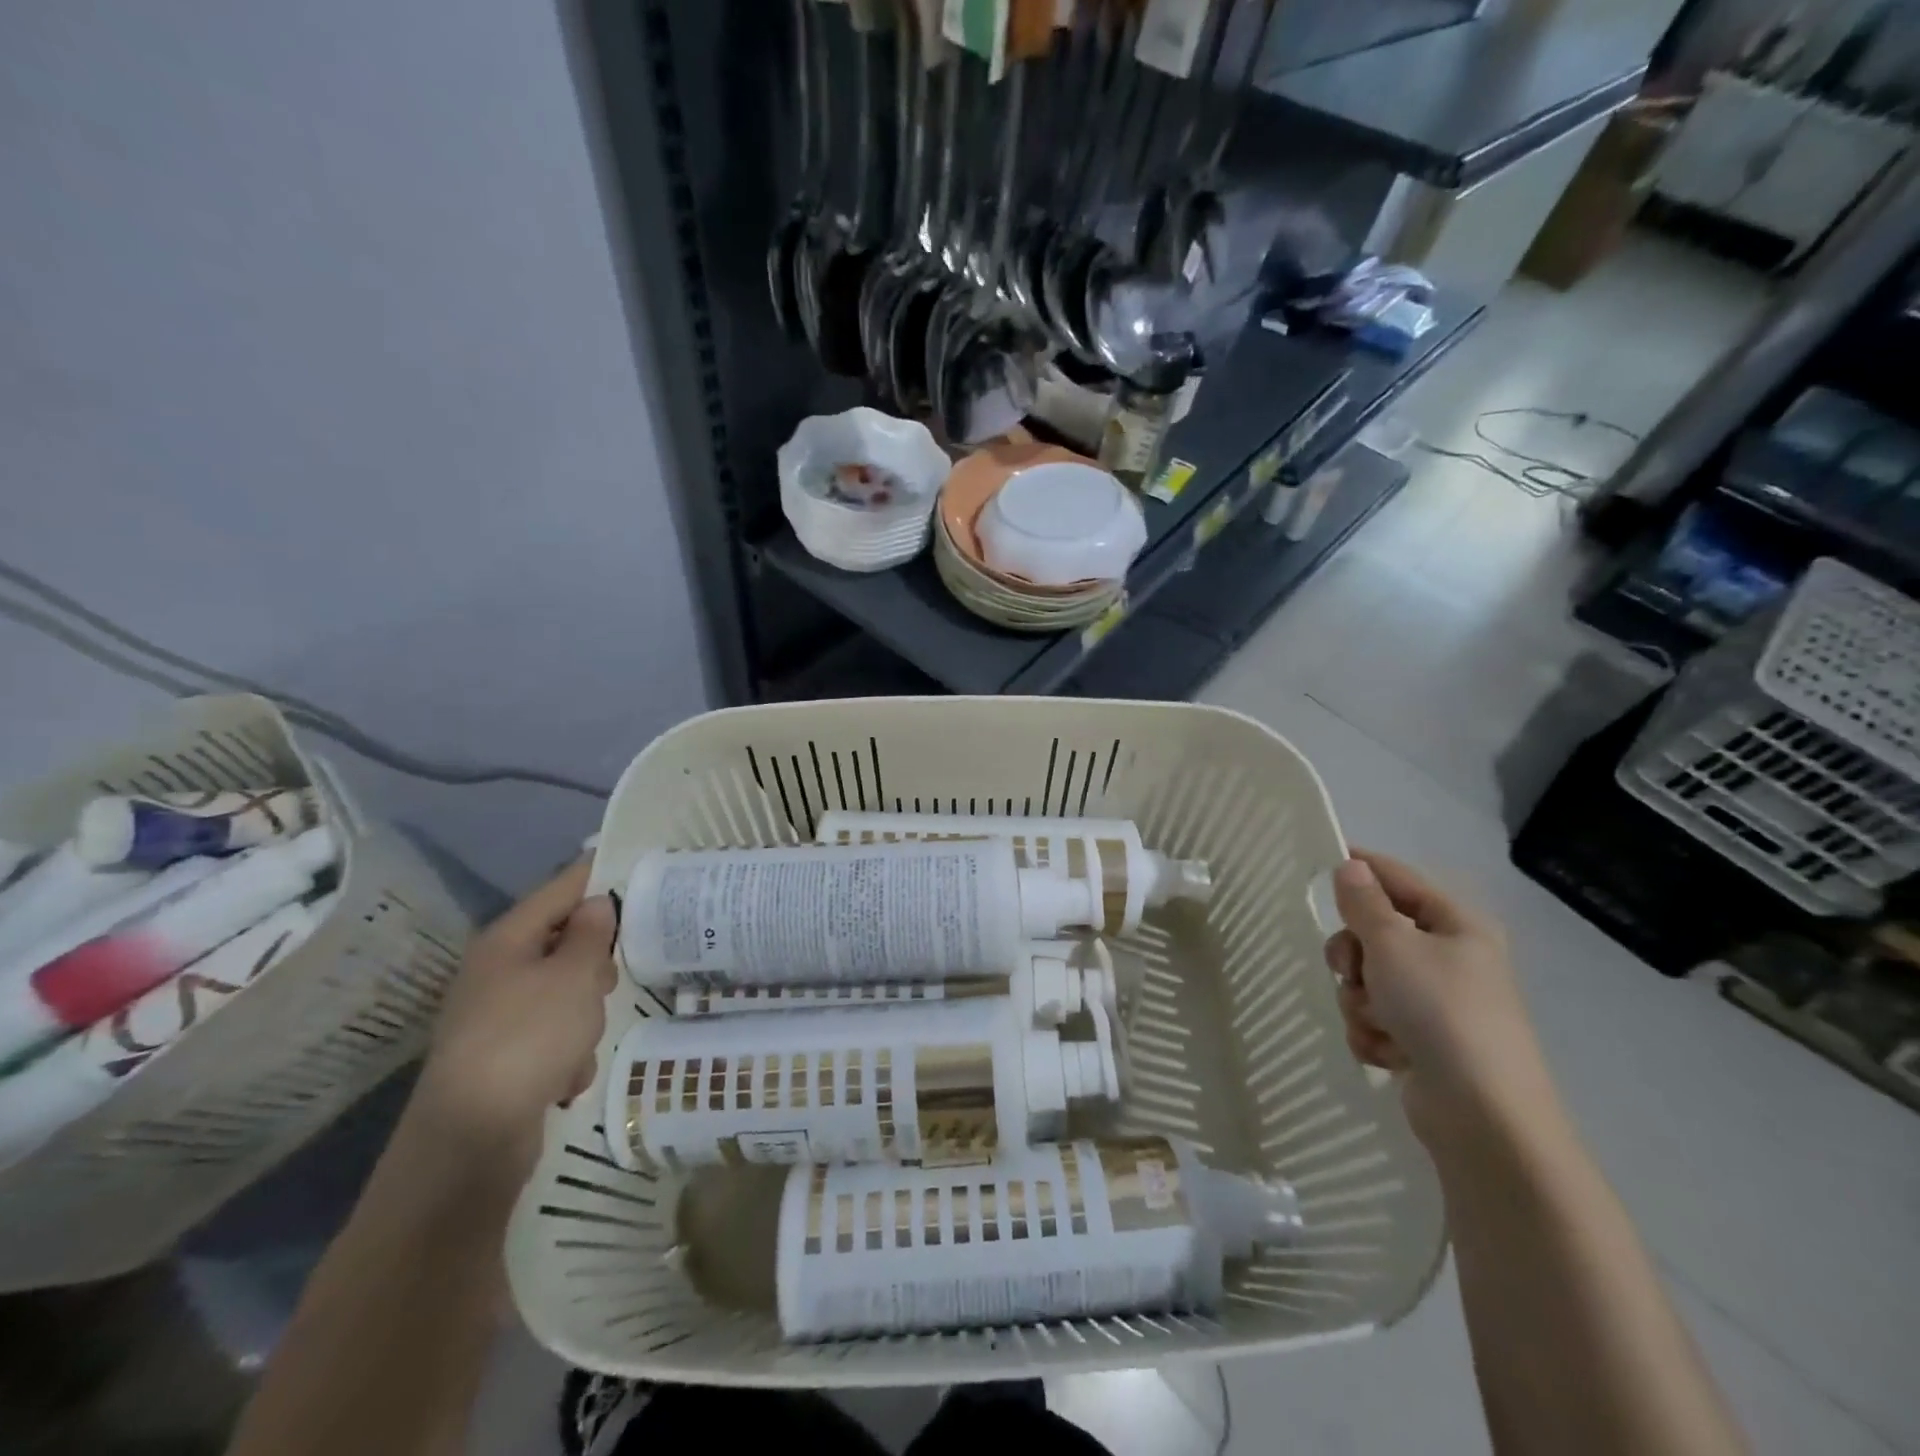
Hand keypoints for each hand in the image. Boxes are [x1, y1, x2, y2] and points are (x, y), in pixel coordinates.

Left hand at [409, 860, 616, 1182]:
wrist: (471, 1140)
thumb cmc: (530, 1037)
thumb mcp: (575, 977)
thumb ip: (591, 935)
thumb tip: (596, 904)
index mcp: (507, 940)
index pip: (560, 889)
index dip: (597, 876)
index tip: (638, 869)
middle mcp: (497, 971)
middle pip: (563, 943)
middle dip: (594, 964)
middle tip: (608, 981)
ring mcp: (497, 1016)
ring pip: (564, 994)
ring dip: (584, 1017)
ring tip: (581, 1042)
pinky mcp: (503, 1058)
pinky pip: (552, 1038)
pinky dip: (566, 1055)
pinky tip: (564, 1080)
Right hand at [1325, 851, 1557, 1149]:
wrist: (1482, 1115)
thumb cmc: (1439, 1010)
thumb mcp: (1393, 944)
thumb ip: (1364, 902)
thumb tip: (1350, 866)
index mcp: (1456, 925)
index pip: (1398, 878)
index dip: (1360, 868)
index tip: (1321, 864)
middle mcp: (1450, 958)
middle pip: (1374, 933)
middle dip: (1352, 957)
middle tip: (1349, 971)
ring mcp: (1437, 1003)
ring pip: (1368, 980)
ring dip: (1359, 1001)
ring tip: (1377, 1023)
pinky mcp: (1425, 1041)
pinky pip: (1376, 1019)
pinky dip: (1372, 1033)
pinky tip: (1388, 1053)